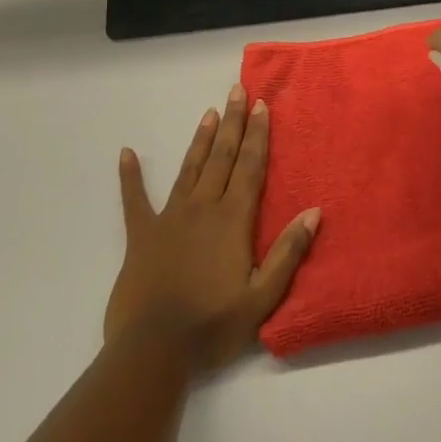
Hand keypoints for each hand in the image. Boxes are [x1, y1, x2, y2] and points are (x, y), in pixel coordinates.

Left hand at [105, 83, 320, 369]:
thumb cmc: (213, 325)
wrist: (154, 350)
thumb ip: (288, 252)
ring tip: (210, 113)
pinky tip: (126, 153)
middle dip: (233, 123)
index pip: (250, 168)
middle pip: (222, 158)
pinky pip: (134, 200)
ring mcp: (169, 218)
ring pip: (189, 169)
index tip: (262, 105)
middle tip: (238, 90)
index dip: (258, 135)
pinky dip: (130, 177)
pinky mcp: (141, 235)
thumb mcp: (262, 296)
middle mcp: (203, 208)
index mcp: (232, 220)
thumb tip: (314, 212)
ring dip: (201, 140)